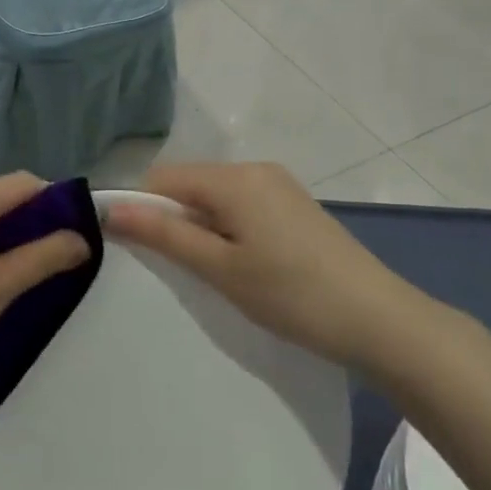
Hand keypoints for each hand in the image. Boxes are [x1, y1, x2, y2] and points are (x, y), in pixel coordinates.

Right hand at [101, 162, 423, 368]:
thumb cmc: (292, 294)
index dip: (141, 207)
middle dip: (173, 219)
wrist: (380, 321)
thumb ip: (164, 234)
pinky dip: (227, 228)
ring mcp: (279, 186)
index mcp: (234, 177)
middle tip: (180, 269)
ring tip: (213, 272)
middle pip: (190, 184)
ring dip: (200, 227)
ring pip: (215, 197)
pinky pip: (241, 205)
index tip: (135, 249)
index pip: (163, 177)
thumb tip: (110, 210)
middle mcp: (255, 169)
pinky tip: (243, 265)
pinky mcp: (295, 206)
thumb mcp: (220, 268)